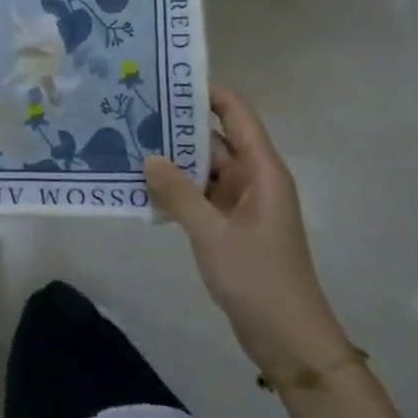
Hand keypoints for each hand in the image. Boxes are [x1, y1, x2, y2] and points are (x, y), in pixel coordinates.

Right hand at [143, 84, 347, 372]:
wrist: (288, 340)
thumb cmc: (258, 279)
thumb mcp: (212, 234)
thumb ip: (178, 193)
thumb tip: (148, 156)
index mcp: (263, 171)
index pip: (236, 114)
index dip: (208, 91)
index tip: (168, 77)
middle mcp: (254, 179)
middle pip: (216, 138)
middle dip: (179, 125)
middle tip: (134, 108)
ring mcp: (242, 204)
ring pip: (205, 168)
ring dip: (174, 159)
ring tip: (129, 141)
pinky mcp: (231, 226)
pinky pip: (201, 195)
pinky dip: (177, 189)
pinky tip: (143, 186)